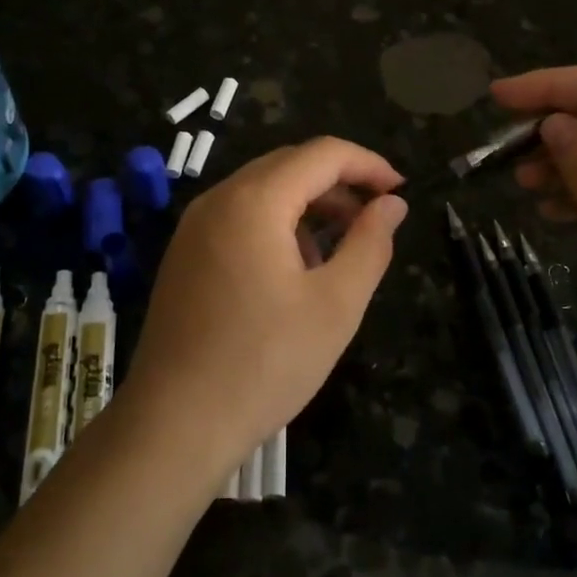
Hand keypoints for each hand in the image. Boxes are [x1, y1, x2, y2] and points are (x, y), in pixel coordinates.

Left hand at [121, 138, 408, 478]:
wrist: (175, 423)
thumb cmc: (265, 363)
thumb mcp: (336, 305)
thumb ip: (370, 244)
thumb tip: (392, 204)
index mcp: (254, 200)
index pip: (321, 154)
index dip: (368, 164)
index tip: (401, 192)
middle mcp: (218, 199)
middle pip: (289, 166)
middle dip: (338, 184)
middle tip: (375, 221)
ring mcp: (194, 227)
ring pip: (262, 191)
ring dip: (308, 206)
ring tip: (338, 252)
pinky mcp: (184, 255)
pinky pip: (238, 217)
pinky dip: (276, 225)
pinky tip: (294, 271)